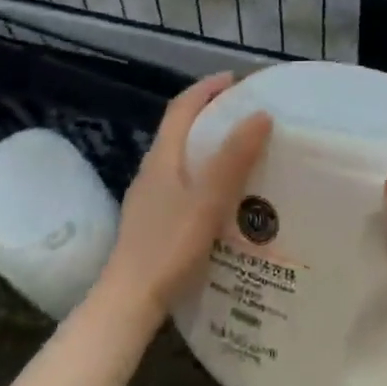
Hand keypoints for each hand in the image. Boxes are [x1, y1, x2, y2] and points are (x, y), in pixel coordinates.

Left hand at [98, 73, 271, 321]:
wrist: (126, 305)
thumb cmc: (168, 247)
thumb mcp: (208, 201)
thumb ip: (233, 158)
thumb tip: (260, 114)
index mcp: (162, 157)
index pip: (182, 107)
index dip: (206, 88)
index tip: (235, 80)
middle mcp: (151, 171)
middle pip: (179, 130)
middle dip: (209, 114)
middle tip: (244, 114)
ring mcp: (148, 199)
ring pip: (180, 158)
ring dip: (206, 146)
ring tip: (239, 153)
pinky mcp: (151, 223)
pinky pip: (180, 183)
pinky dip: (202, 174)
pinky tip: (220, 197)